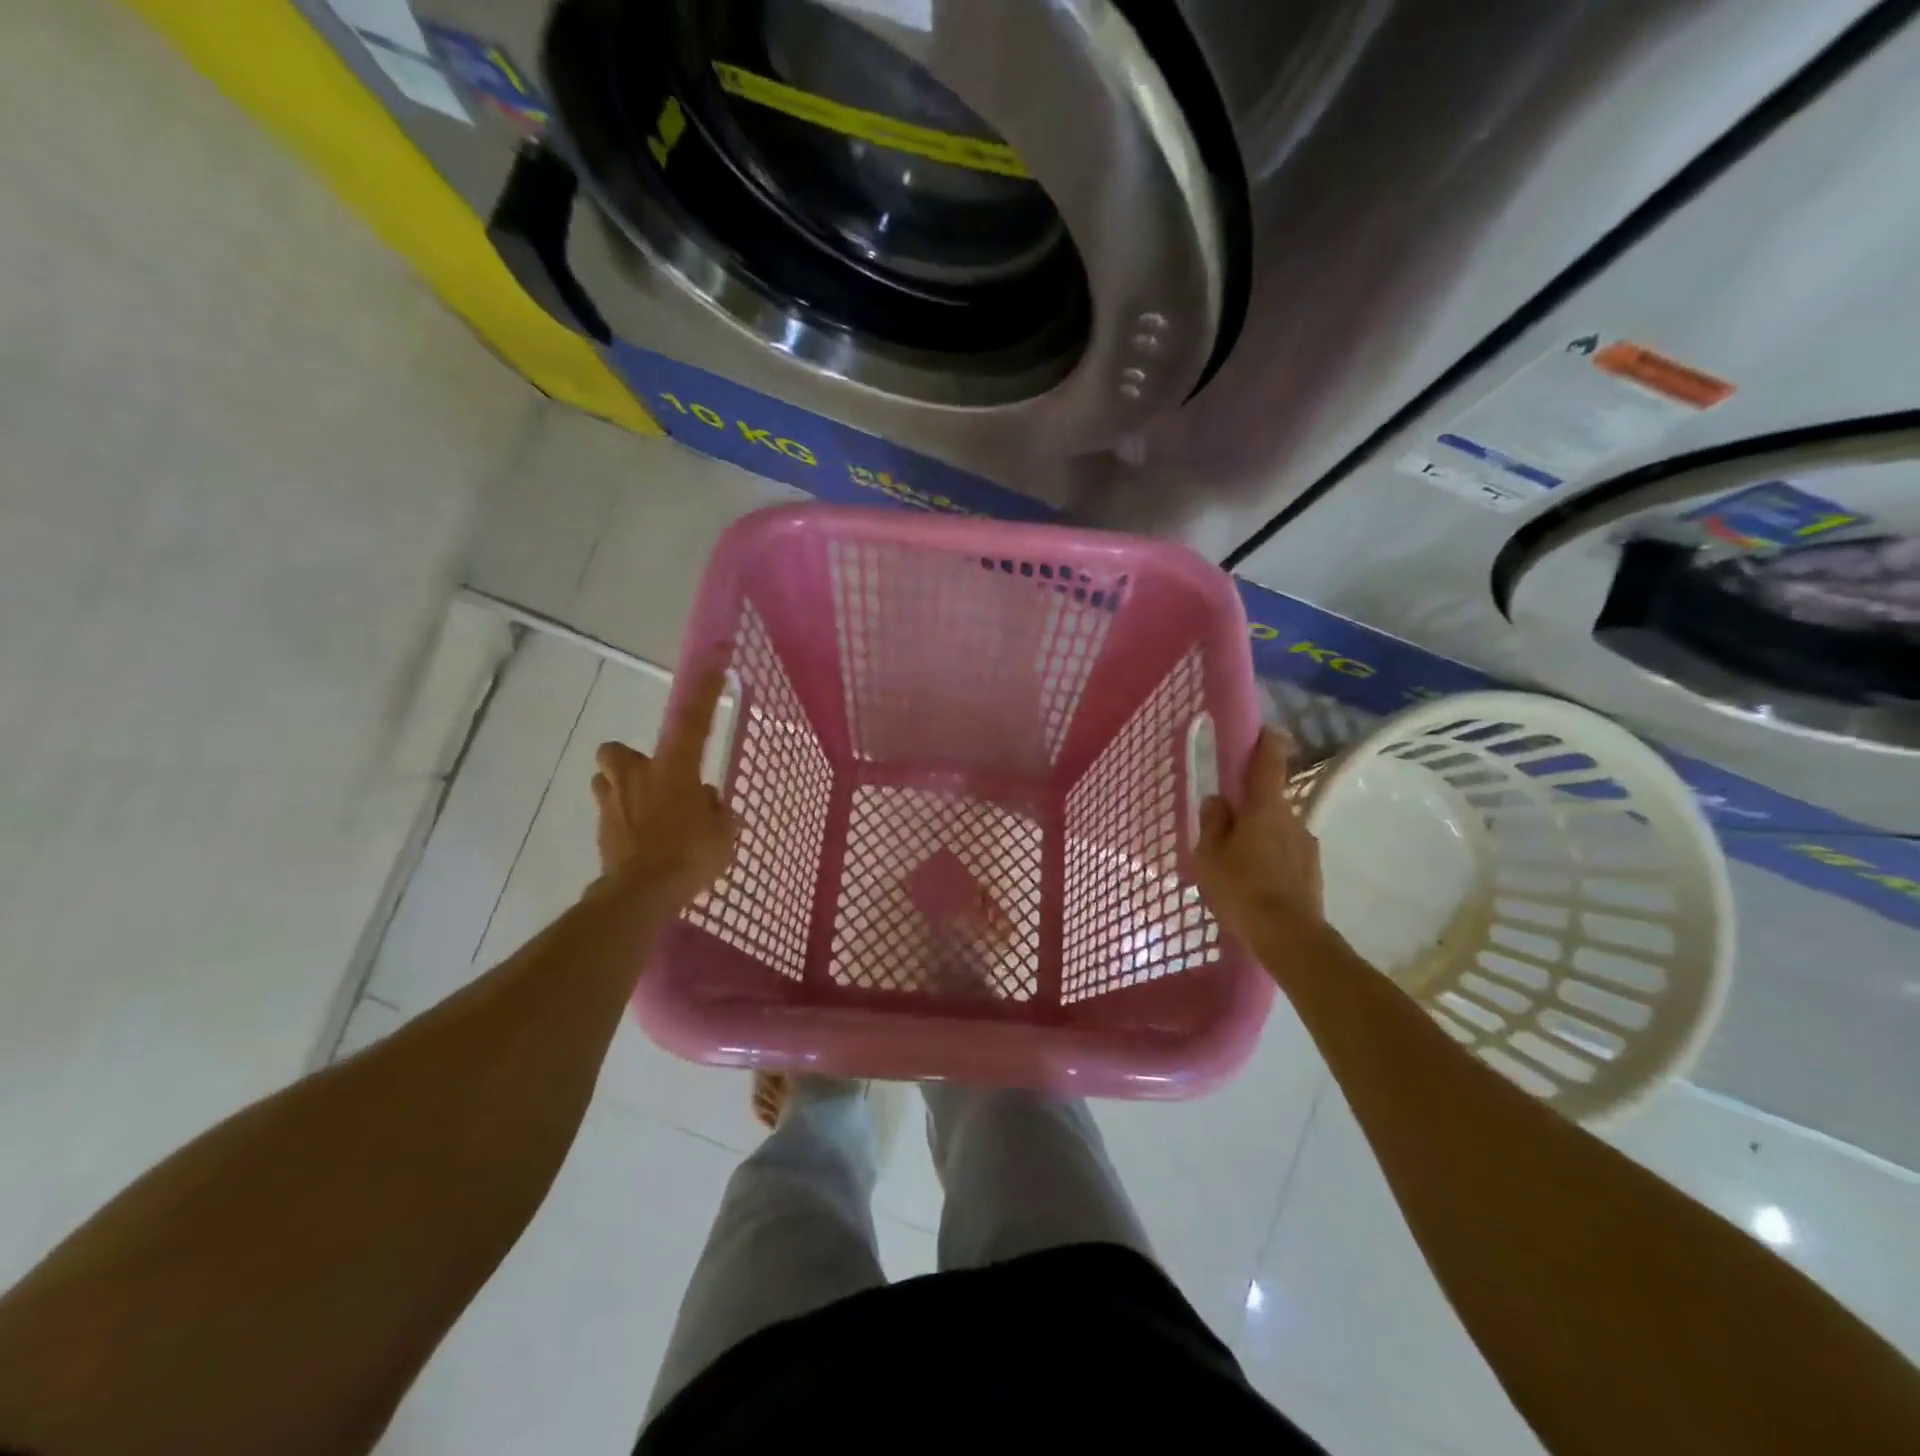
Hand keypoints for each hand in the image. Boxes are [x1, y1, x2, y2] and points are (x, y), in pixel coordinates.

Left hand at [589, 665, 737, 905]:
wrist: (642, 892)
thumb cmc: (691, 855)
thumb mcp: (724, 832)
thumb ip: (715, 809)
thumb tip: (705, 801)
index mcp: (675, 768)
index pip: (694, 720)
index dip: (706, 690)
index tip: (715, 661)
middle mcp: (638, 776)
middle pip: (616, 751)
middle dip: (629, 760)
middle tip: (653, 779)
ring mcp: (613, 802)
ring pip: (606, 781)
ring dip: (621, 789)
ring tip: (645, 812)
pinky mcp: (601, 829)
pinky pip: (609, 814)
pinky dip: (622, 820)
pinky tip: (640, 841)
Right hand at [1194, 728, 1325, 942]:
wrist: (1288, 937)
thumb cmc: (1241, 888)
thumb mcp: (1210, 856)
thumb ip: (1212, 823)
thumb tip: (1218, 801)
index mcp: (1264, 809)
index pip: (1269, 764)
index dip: (1267, 744)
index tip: (1266, 731)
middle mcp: (1291, 819)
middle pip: (1269, 801)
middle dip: (1250, 807)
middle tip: (1225, 827)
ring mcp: (1306, 846)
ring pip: (1277, 830)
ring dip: (1260, 836)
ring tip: (1238, 863)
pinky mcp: (1312, 872)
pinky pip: (1286, 854)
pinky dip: (1271, 859)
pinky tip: (1256, 883)